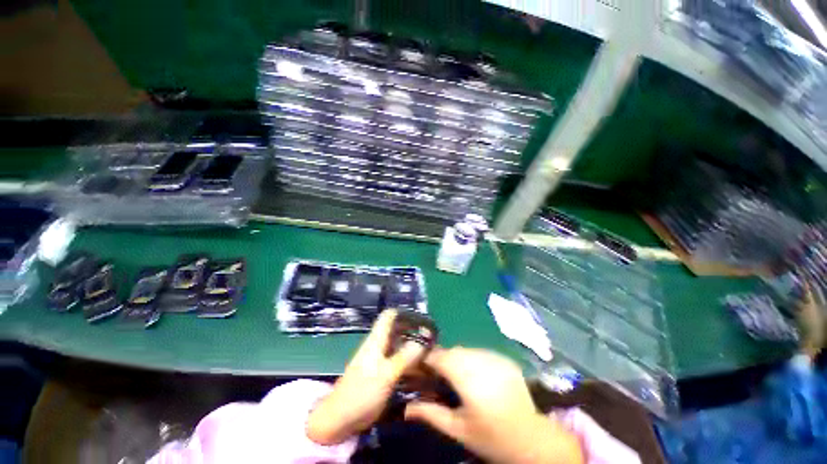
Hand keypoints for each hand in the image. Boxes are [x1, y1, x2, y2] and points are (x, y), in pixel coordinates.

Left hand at [306, 310, 424, 444]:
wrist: (340, 419)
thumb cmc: (361, 393)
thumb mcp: (386, 374)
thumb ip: (405, 356)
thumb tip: (425, 337)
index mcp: (377, 339)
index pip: (390, 315)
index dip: (405, 313)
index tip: (424, 320)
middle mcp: (379, 345)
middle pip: (397, 330)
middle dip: (414, 331)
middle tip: (433, 339)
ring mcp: (380, 359)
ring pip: (399, 345)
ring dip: (413, 347)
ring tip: (432, 353)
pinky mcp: (381, 372)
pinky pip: (398, 360)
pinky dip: (409, 361)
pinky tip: (421, 369)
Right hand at [405, 347, 583, 463]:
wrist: (531, 439)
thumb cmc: (491, 438)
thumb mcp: (458, 429)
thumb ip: (432, 414)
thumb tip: (406, 408)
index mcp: (468, 379)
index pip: (441, 357)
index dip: (428, 359)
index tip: (421, 367)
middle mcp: (481, 362)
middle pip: (453, 351)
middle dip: (443, 359)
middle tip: (439, 375)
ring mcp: (495, 358)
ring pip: (467, 349)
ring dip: (458, 358)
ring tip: (458, 376)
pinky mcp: (504, 359)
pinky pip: (481, 352)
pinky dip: (473, 359)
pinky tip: (477, 375)